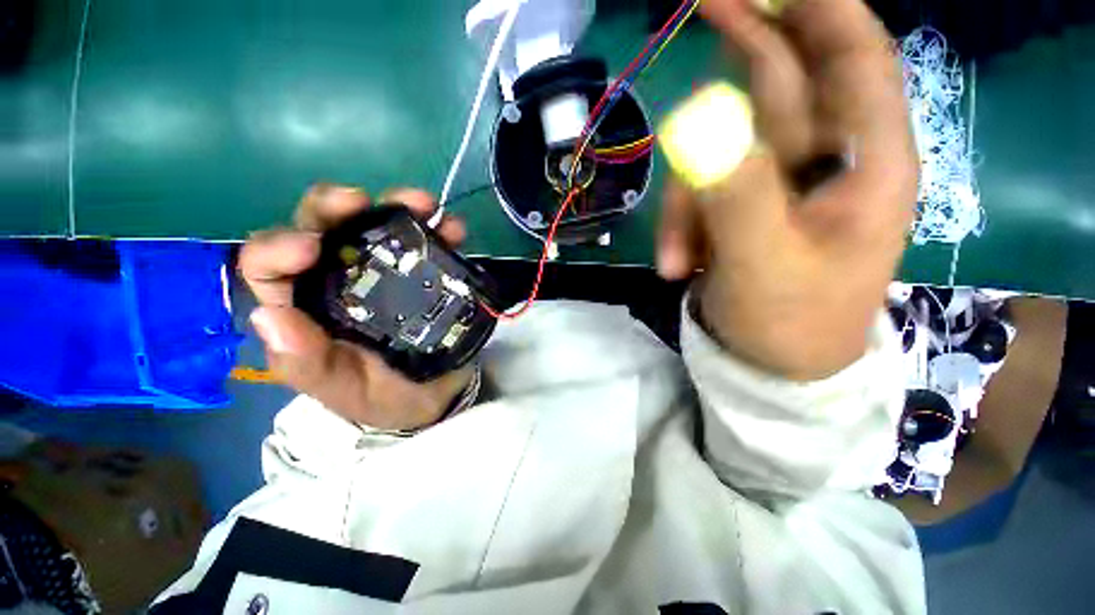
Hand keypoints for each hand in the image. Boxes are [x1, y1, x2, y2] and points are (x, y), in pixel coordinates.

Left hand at [239, 185, 474, 430]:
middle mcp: (338, 280)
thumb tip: (270, 318)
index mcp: (305, 308)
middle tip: (360, 202)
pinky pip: (427, 242)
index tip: (310, 247)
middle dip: (334, 208)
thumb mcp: (342, 391)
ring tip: (422, 205)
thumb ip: (306, 364)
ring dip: (396, 207)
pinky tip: (453, 229)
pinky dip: (440, 229)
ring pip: (376, 225)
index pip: (268, 268)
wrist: (437, 395)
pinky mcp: (423, 270)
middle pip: (322, 229)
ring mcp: (385, 270)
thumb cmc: (385, 397)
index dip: (279, 247)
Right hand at [657, 0, 916, 379]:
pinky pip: (701, 192)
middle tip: (704, 3)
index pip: (855, 54)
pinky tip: (676, 267)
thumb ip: (737, 192)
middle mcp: (823, 161)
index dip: (818, 5)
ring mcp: (775, 184)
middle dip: (745, 43)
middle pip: (782, 82)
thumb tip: (696, 121)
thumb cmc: (788, 324)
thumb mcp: (761, 264)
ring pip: (719, 152)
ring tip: (675, 262)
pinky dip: (680, 226)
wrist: (771, 367)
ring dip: (684, 204)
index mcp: (866, 165)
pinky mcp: (740, 208)